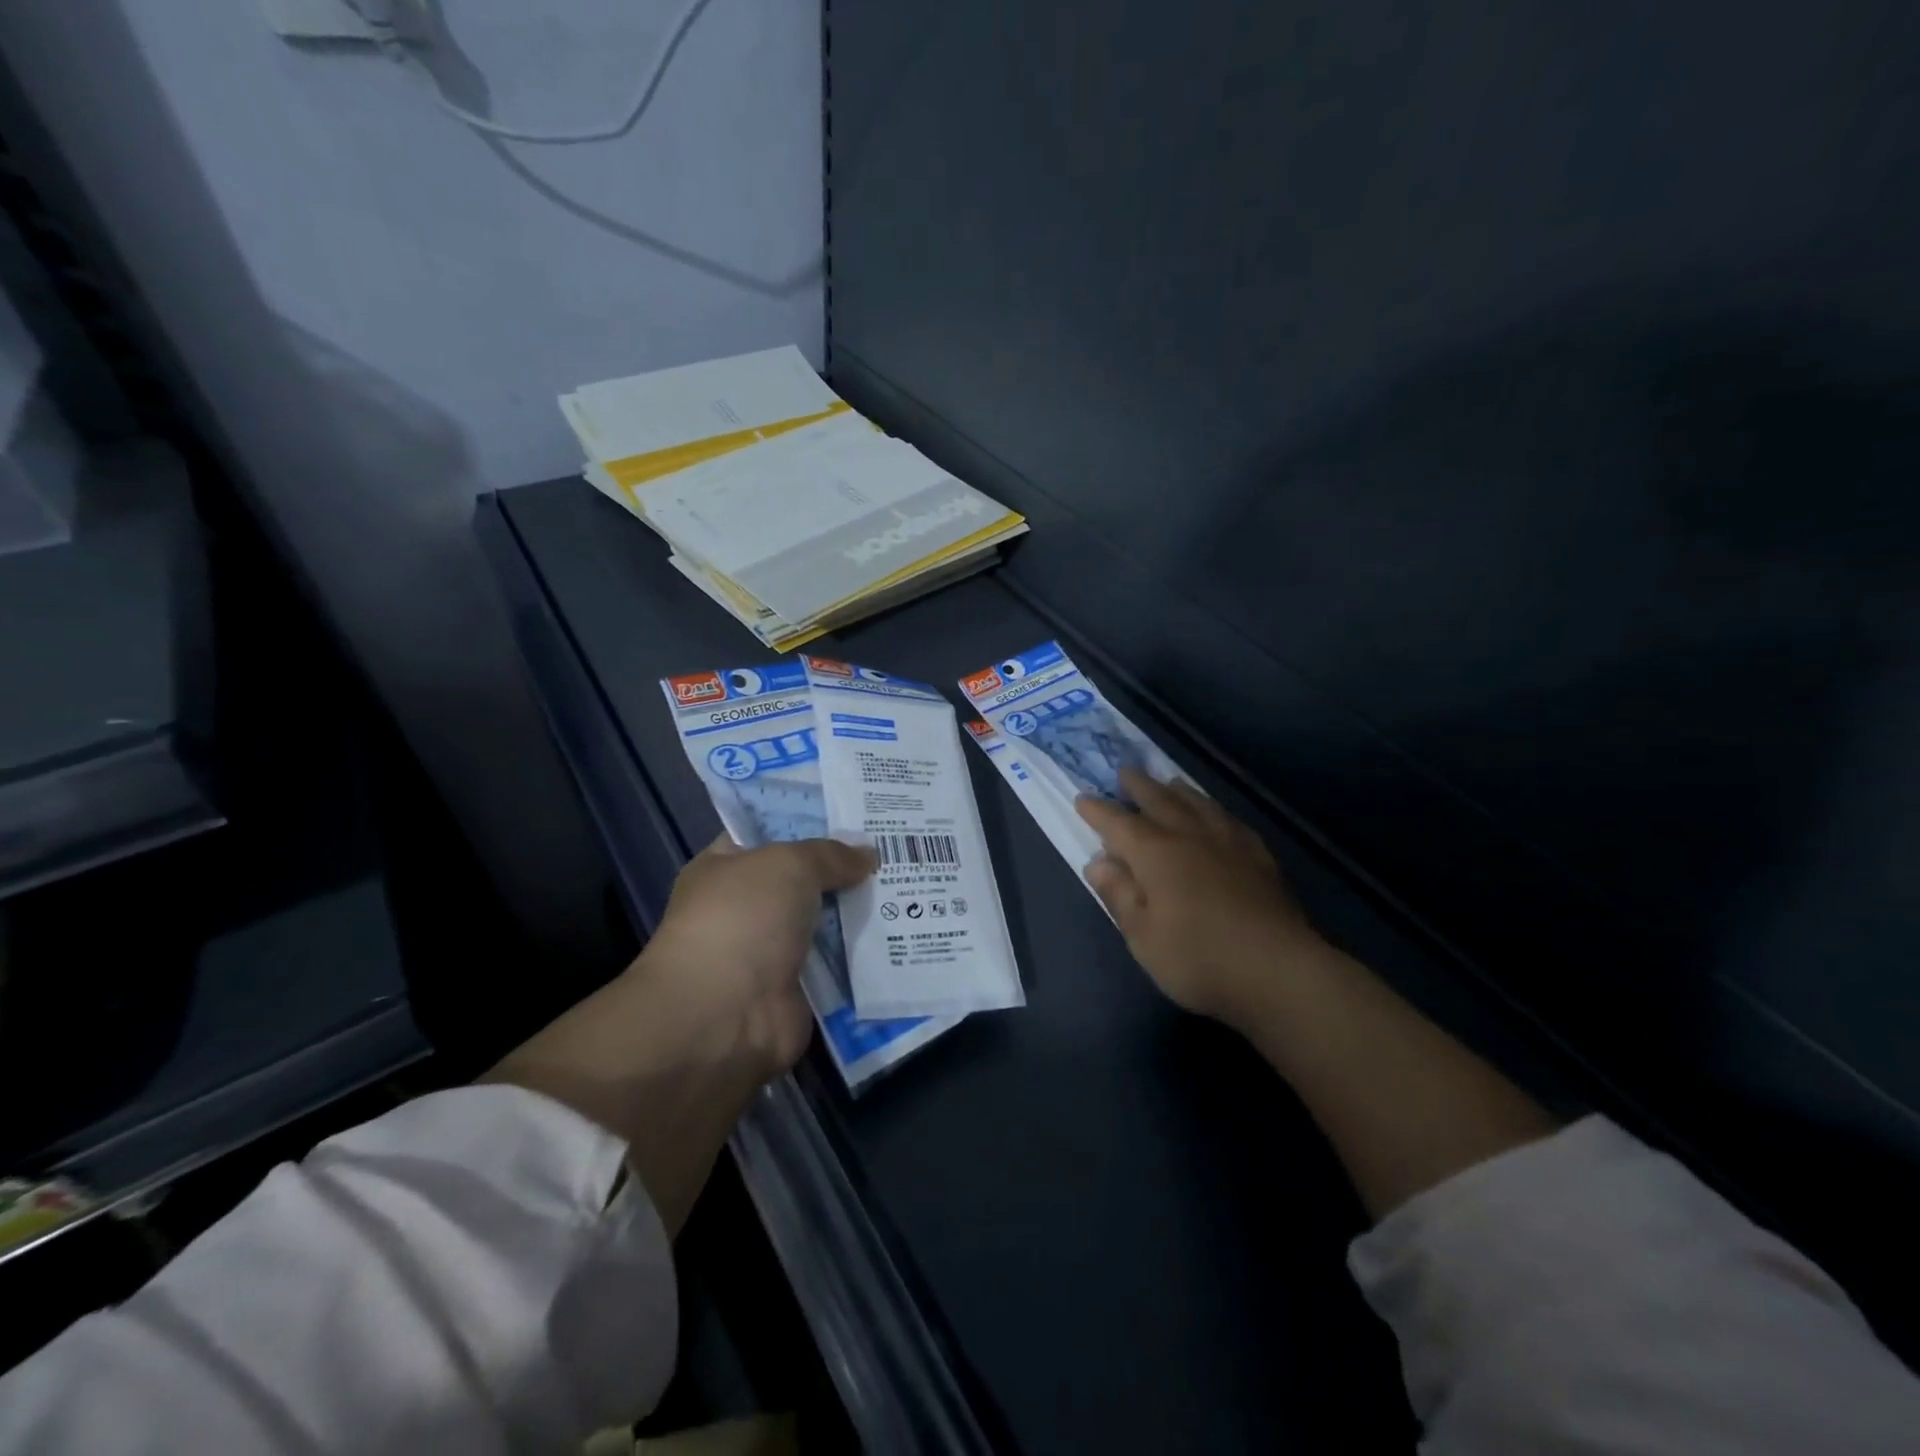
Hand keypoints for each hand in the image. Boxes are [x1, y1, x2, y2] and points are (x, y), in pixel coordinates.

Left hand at [486, 834, 873, 1233]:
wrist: (727, 1016)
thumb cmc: (743, 920)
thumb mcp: (789, 864)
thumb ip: (831, 854)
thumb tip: (868, 855)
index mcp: (723, 868)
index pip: (767, 833)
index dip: (807, 819)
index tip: (855, 810)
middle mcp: (744, 908)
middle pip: (804, 878)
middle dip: (845, 866)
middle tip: (898, 844)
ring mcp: (771, 951)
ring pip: (827, 920)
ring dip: (861, 909)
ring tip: (914, 882)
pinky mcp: (798, 989)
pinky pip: (840, 962)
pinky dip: (866, 952)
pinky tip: (908, 930)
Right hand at [1075, 770, 1324, 1026]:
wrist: (1278, 970)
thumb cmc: (1197, 957)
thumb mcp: (1142, 935)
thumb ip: (1119, 894)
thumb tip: (1098, 861)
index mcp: (1155, 853)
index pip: (1118, 823)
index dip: (1097, 811)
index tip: (1082, 799)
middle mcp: (1190, 835)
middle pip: (1159, 800)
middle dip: (1138, 786)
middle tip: (1125, 773)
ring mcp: (1228, 842)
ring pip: (1198, 803)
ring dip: (1177, 790)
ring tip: (1169, 783)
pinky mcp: (1259, 856)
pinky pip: (1229, 819)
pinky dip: (1214, 810)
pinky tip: (1216, 815)